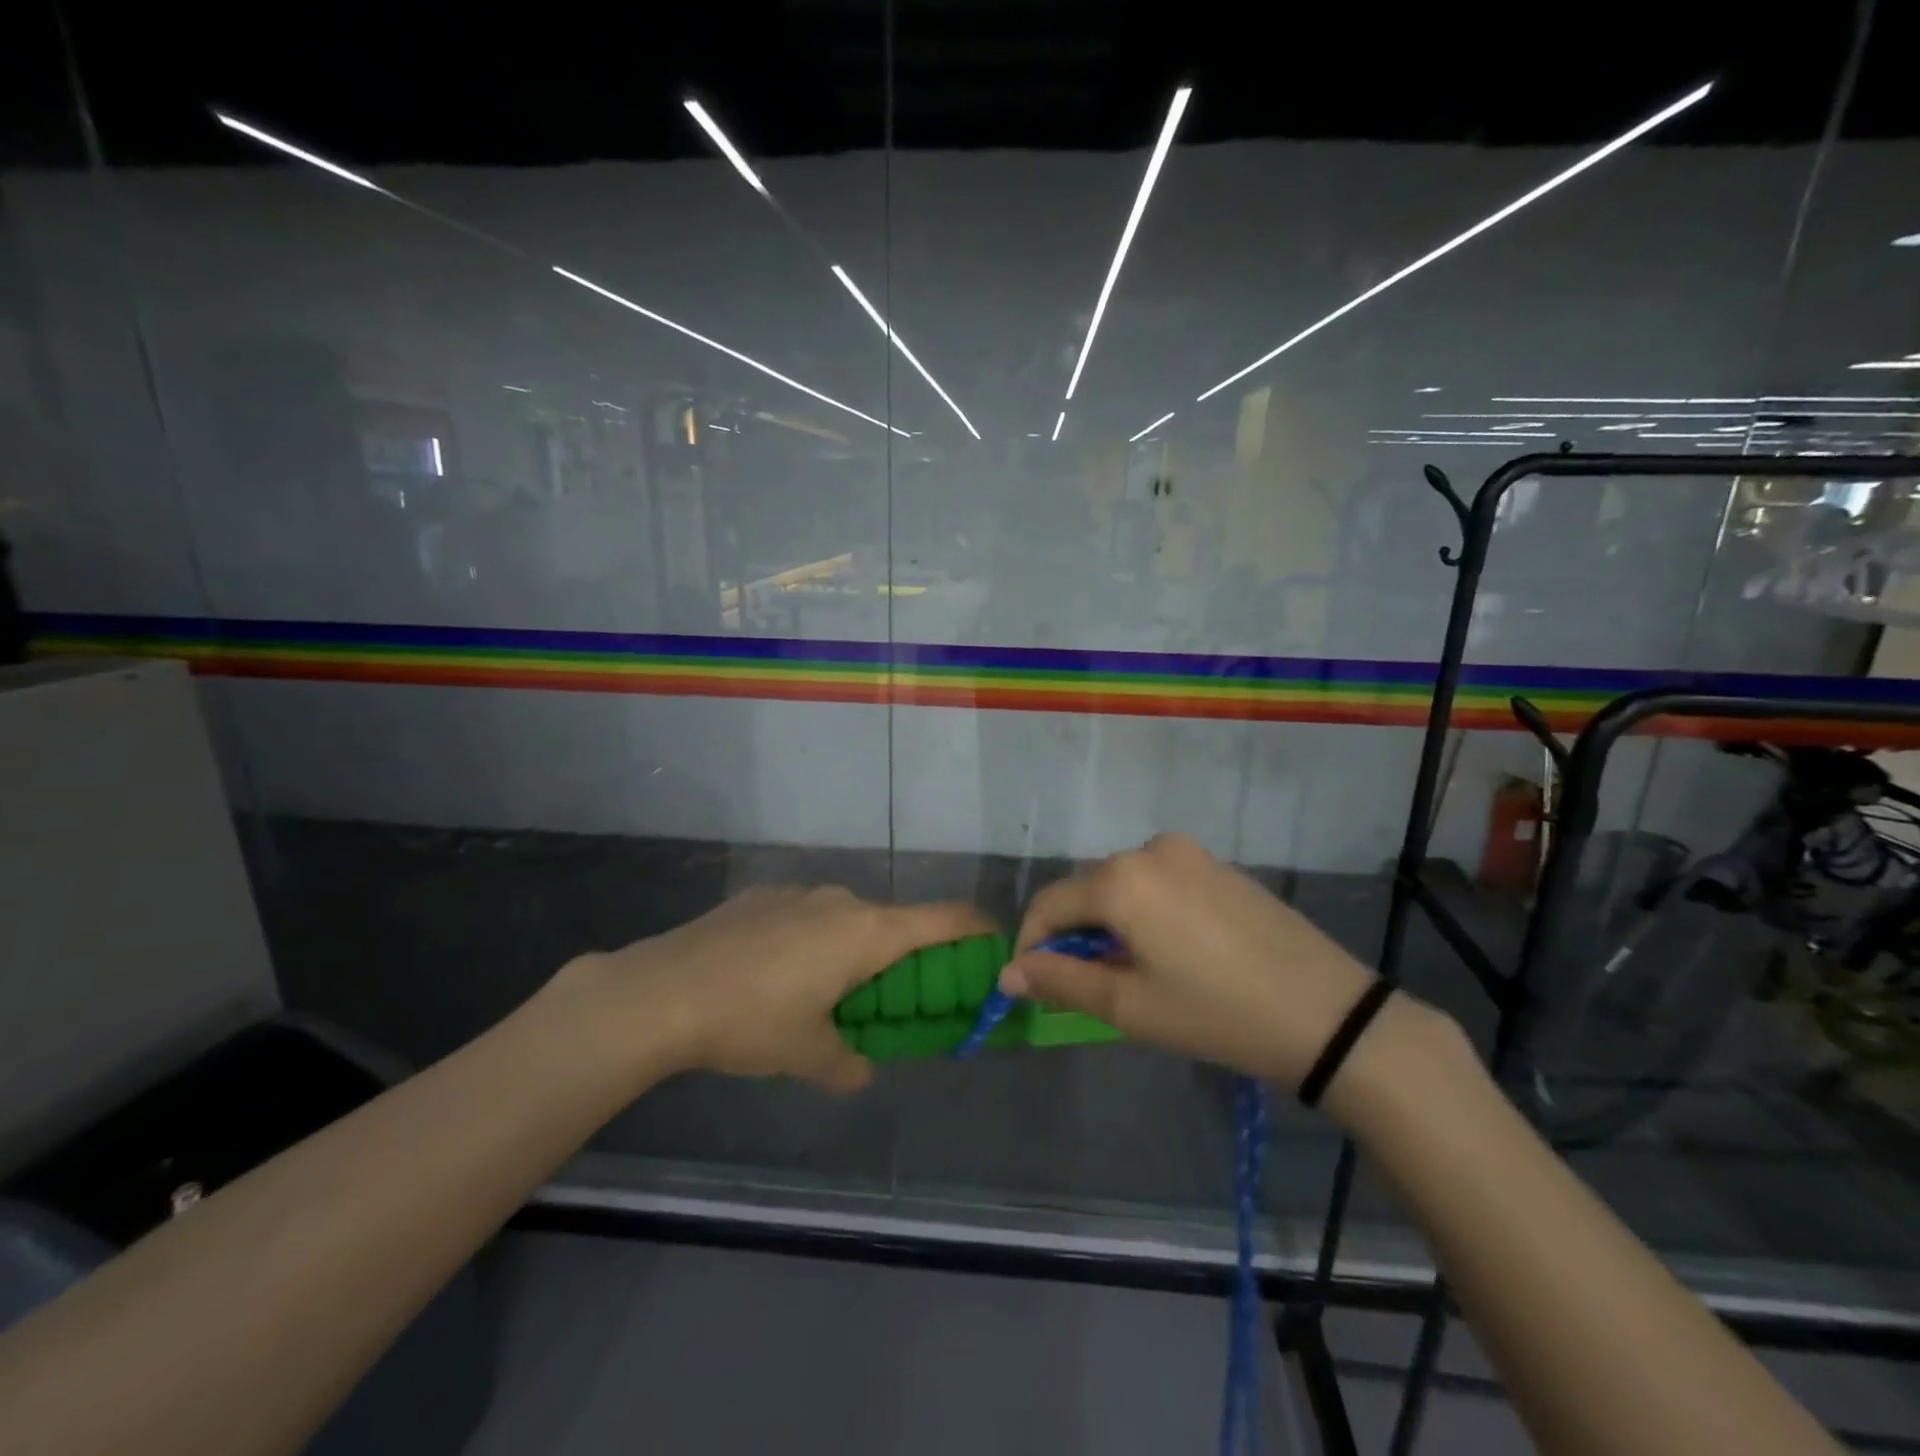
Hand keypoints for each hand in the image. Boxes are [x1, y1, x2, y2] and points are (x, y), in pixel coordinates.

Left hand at [553, 885, 992, 1092]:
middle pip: (894, 923)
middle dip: (903, 959)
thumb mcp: (806, 1054)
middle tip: (892, 1001)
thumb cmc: (752, 1020)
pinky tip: (774, 975)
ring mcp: (799, 892)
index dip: (976, 929)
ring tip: (823, 993)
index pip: (945, 919)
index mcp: (868, 932)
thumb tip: (861, 1070)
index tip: (993, 944)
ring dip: (853, 951)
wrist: (662, 990)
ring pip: (847, 919)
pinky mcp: (762, 895)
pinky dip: (811, 941)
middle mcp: (842, 901)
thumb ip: (846, 1064)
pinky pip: (806, 915)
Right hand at [1003, 834, 1404, 1089]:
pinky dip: (1146, 910)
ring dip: (1111, 921)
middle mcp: (1150, 850)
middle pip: (1087, 889)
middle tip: (1084, 983)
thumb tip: (1008, 974)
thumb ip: (1061, 981)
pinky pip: (1161, 881)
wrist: (1328, 1013)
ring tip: (1129, 970)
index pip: (1050, 903)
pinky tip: (1171, 950)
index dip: (1031, 941)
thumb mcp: (1130, 1006)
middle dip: (1074, 933)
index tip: (1032, 981)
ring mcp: (1190, 853)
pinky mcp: (1219, 866)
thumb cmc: (1216, 1013)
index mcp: (1121, 879)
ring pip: (1124, 884)